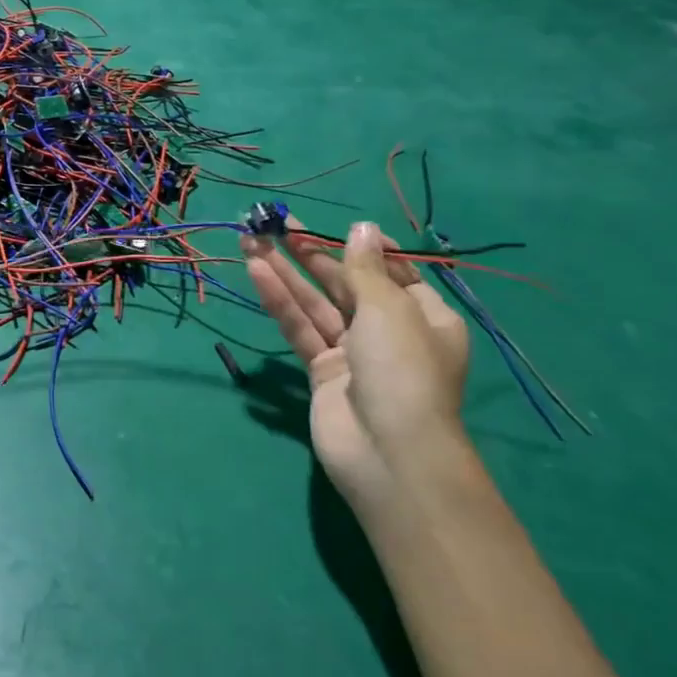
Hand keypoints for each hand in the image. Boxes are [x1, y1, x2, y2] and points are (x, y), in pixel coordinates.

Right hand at [242, 220, 469, 506]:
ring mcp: (353, 353)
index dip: (362, 247)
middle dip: (312, 254)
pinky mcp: (321, 371)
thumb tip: (362, 226)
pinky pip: (299, 328)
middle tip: (277, 224)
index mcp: (424, 316)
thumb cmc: (402, 370)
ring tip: (252, 239)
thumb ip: (365, 267)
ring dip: (285, 272)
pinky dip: (279, 300)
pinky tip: (256, 271)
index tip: (333, 225)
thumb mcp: (389, 309)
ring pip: (315, 303)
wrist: (387, 453)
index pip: (391, 271)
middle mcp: (389, 331)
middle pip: (346, 283)